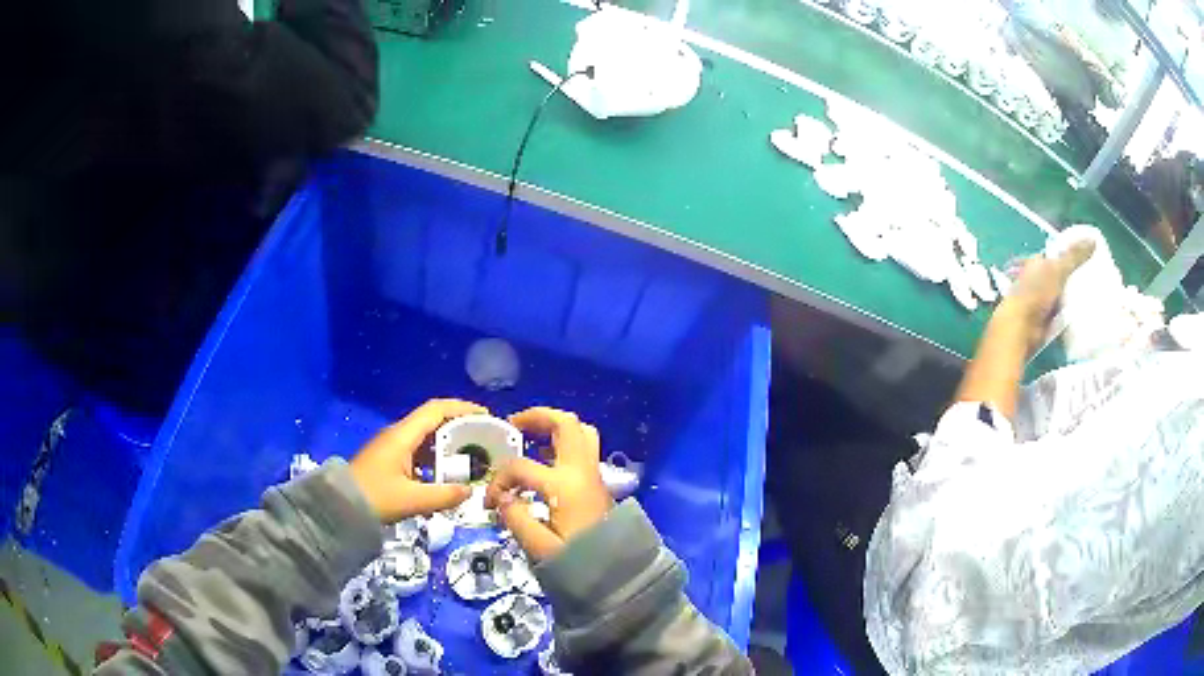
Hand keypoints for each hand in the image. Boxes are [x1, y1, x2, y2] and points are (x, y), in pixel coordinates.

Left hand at [349, 399, 485, 523]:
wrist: (338, 508)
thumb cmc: (374, 498)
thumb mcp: (412, 500)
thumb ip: (444, 495)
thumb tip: (470, 491)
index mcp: (402, 436)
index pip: (436, 410)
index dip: (462, 408)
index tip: (486, 416)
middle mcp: (398, 435)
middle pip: (433, 420)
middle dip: (460, 426)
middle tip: (484, 439)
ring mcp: (392, 447)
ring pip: (426, 437)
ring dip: (449, 443)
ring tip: (472, 457)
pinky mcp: (390, 461)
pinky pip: (419, 451)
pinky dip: (437, 457)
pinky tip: (447, 474)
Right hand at [484, 407, 612, 561]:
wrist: (619, 574)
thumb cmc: (579, 562)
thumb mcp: (539, 546)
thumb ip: (515, 517)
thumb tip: (501, 498)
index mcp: (564, 484)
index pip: (520, 467)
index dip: (499, 480)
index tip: (490, 501)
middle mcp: (582, 471)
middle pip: (565, 424)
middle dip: (537, 417)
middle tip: (513, 425)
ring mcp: (594, 474)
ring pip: (580, 431)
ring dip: (554, 426)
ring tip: (530, 436)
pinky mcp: (598, 483)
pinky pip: (584, 448)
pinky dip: (564, 442)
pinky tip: (546, 458)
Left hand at [1000, 239, 1095, 346]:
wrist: (1021, 329)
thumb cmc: (1035, 292)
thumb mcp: (1057, 269)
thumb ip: (1074, 256)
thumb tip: (1093, 240)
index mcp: (1035, 263)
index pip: (1055, 256)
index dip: (1069, 256)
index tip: (1087, 260)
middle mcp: (1036, 281)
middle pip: (1059, 278)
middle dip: (1073, 280)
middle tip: (1094, 281)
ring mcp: (1040, 303)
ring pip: (1061, 298)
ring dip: (1073, 300)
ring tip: (1093, 298)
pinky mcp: (1044, 323)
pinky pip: (1061, 317)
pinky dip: (1070, 316)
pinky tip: (1084, 317)